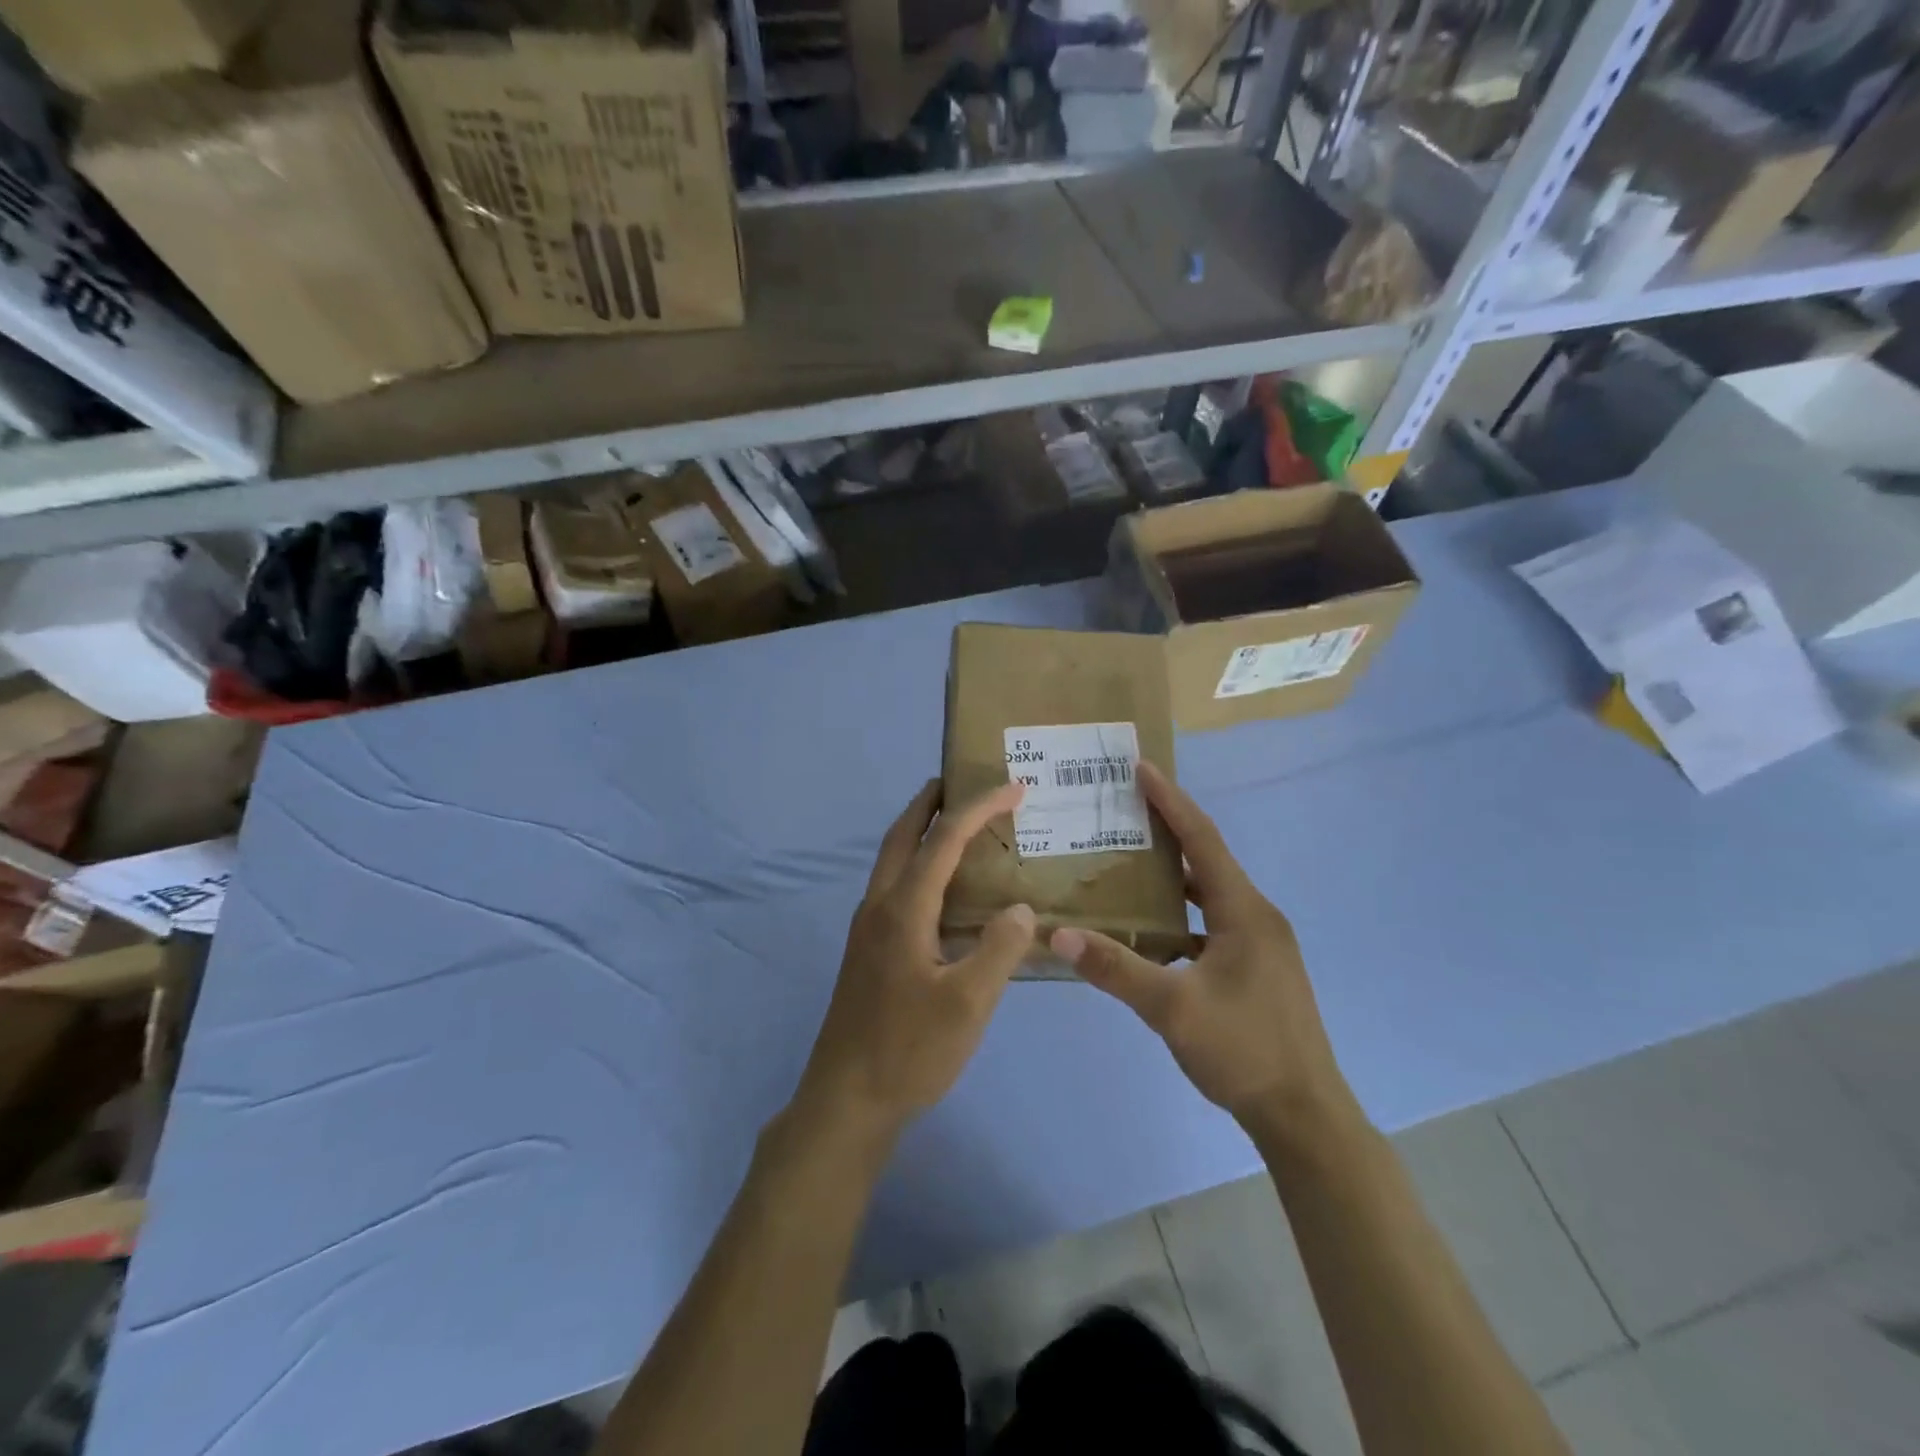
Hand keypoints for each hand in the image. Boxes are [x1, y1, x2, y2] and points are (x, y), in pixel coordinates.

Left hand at [792, 780, 1035, 1144]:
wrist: (846, 1100)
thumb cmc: (909, 1051)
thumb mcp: (968, 1004)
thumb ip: (999, 949)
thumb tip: (1020, 909)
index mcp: (902, 909)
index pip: (943, 839)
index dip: (979, 808)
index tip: (1014, 788)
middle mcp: (878, 906)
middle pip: (902, 835)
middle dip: (931, 801)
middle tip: (964, 782)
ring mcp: (867, 928)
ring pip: (893, 860)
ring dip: (922, 831)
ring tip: (959, 825)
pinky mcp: (867, 949)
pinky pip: (895, 886)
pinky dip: (919, 864)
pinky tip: (944, 890)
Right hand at [1050, 763, 1356, 1138]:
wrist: (1304, 1115)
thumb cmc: (1243, 1050)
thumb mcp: (1172, 1008)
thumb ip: (1116, 968)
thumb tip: (1060, 934)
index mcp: (1244, 912)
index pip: (1203, 840)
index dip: (1171, 801)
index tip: (1142, 768)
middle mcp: (1257, 917)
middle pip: (1208, 860)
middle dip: (1168, 831)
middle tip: (1123, 811)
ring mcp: (1261, 945)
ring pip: (1210, 895)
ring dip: (1174, 876)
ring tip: (1129, 862)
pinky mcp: (1257, 969)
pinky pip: (1212, 925)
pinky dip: (1181, 916)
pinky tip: (1151, 931)